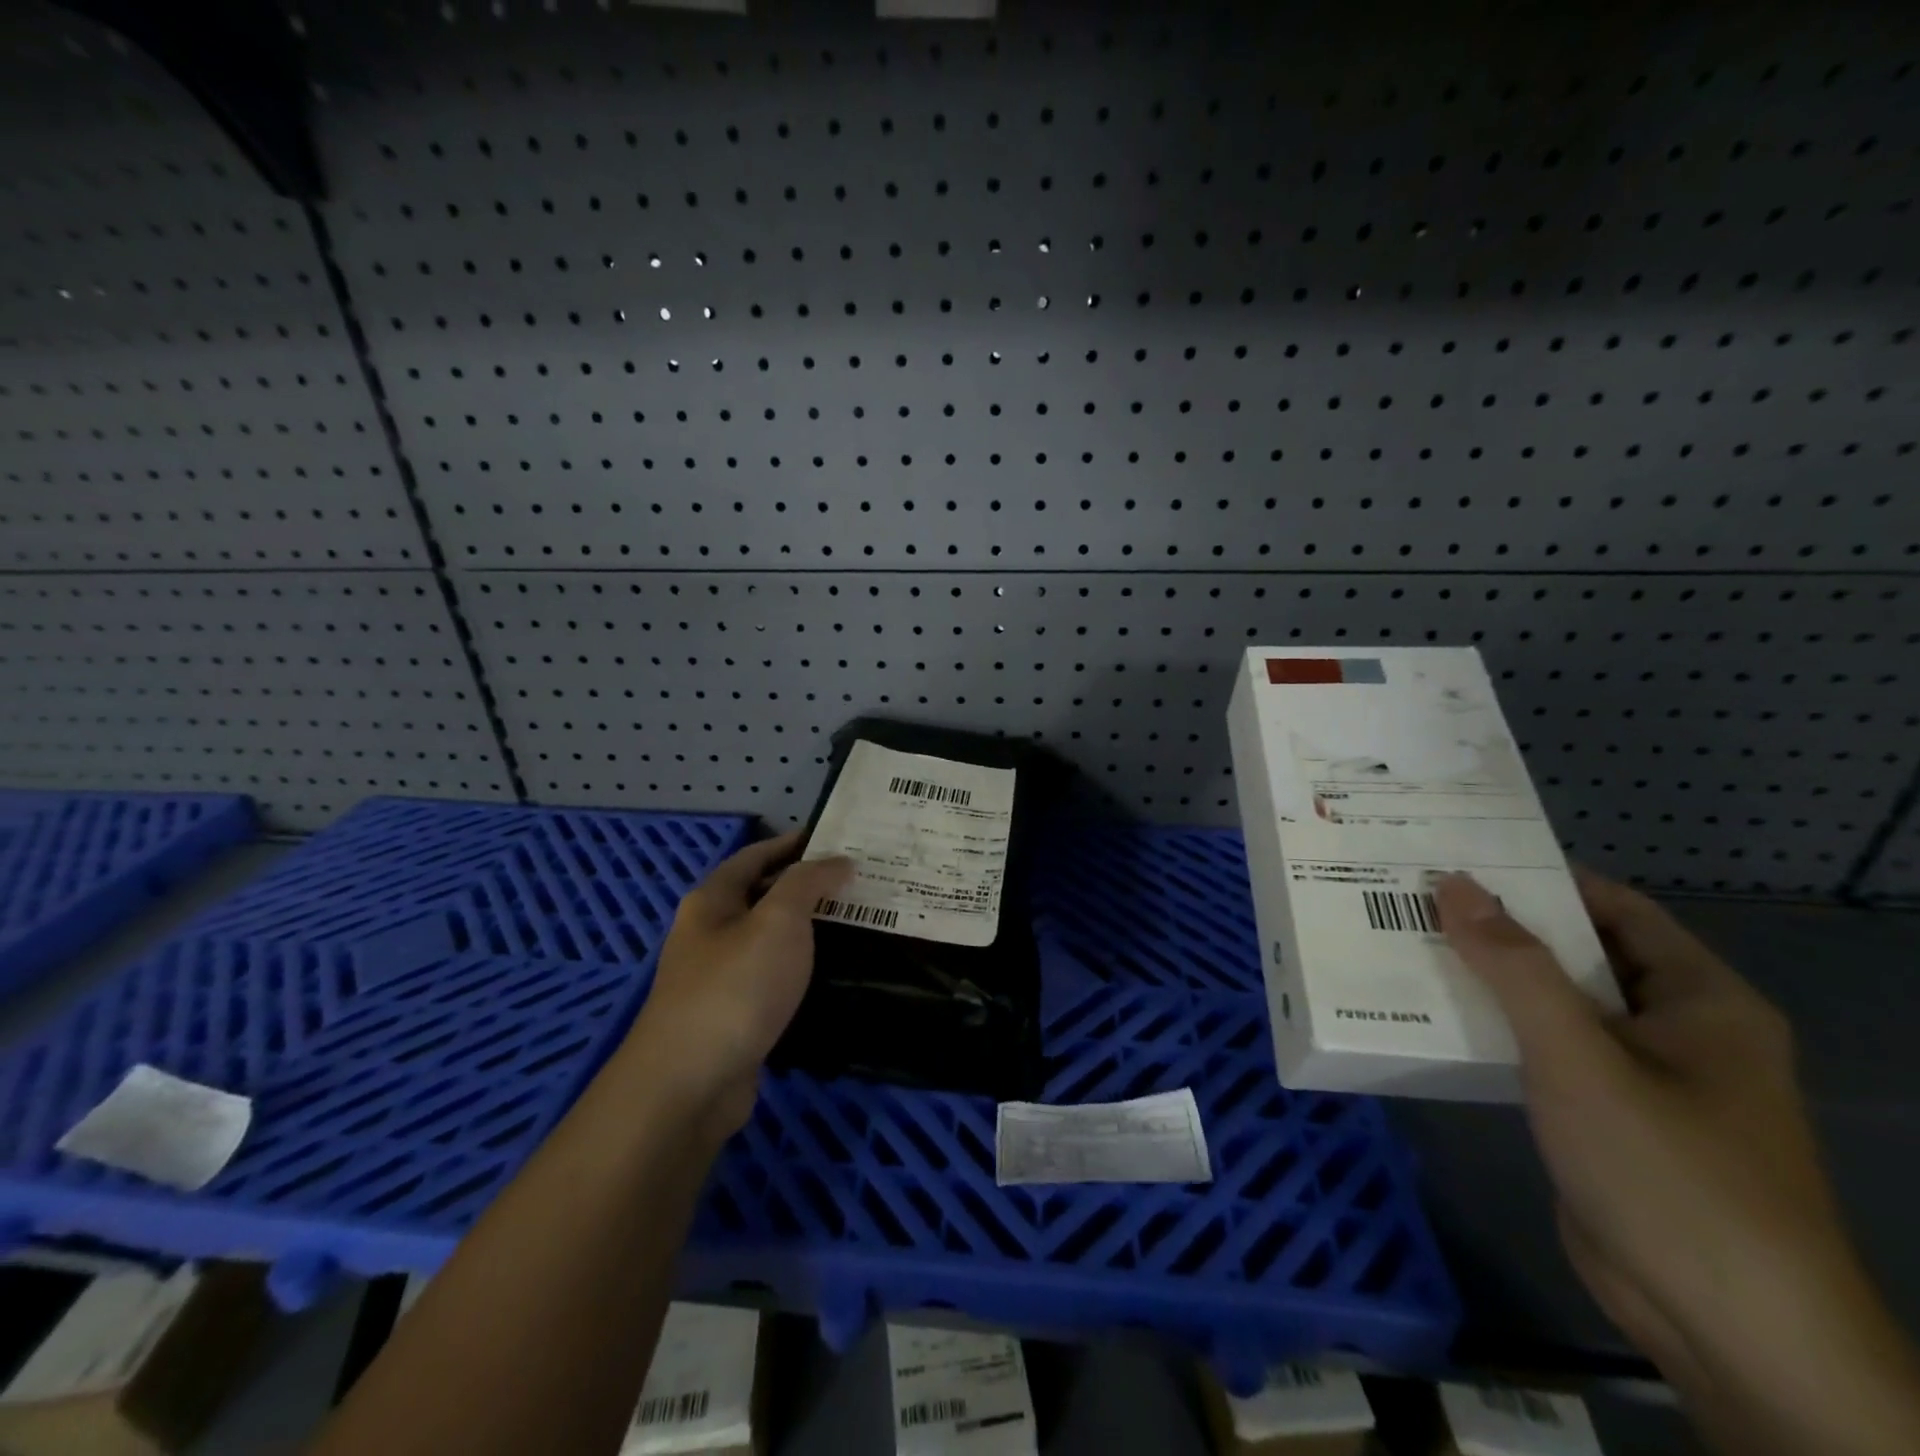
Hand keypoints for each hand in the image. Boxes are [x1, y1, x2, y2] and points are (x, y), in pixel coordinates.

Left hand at [627, 832, 851, 1136]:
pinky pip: (771, 978)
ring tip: (854, 923)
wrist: (689, 1084)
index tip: (833, 838)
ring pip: (768, 940)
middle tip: (856, 881)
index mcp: (712, 901)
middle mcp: (708, 934)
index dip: (792, 844)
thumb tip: (838, 861)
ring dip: (806, 929)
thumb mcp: (778, 920)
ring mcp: (716, 979)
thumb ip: (809, 883)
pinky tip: (829, 974)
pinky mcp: (730, 1018)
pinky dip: (799, 969)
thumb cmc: (736, 987)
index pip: (755, 856)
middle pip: (760, 896)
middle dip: (804, 886)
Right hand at [1435, 869, 1919, 1455]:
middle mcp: (1678, 1029)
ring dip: (1493, 979)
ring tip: (1411, 944)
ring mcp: (1642, 1078)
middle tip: (1418, 897)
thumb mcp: (1580, 1057)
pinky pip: (1547, 1051)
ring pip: (1558, 1005)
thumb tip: (1454, 884)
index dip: (1542, 877)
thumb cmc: (1669, 1172)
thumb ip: (1513, 967)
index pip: (1614, 907)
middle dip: (1503, 927)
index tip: (1462, 858)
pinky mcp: (1606, 1118)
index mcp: (1700, 999)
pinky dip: (1498, 1028)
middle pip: (1581, 954)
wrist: (1727, 1330)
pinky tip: (1438, 1016)